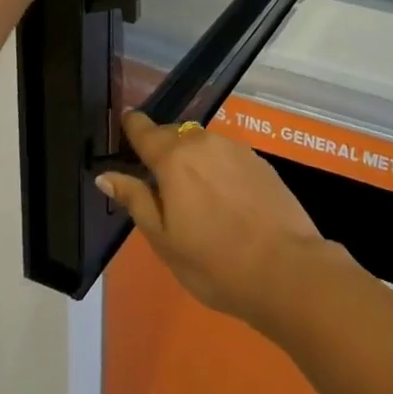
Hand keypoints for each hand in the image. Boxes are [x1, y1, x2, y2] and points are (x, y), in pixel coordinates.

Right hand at [98, 111, 330, 330]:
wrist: (285, 267)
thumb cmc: (214, 262)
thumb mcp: (164, 240)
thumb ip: (136, 201)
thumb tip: (107, 175)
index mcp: (175, 158)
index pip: (145, 129)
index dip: (132, 126)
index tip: (124, 126)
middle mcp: (205, 142)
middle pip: (174, 135)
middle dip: (161, 150)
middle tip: (155, 181)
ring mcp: (236, 148)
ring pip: (202, 144)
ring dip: (191, 159)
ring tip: (190, 195)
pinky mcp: (259, 160)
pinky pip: (226, 155)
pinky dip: (216, 168)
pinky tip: (222, 199)